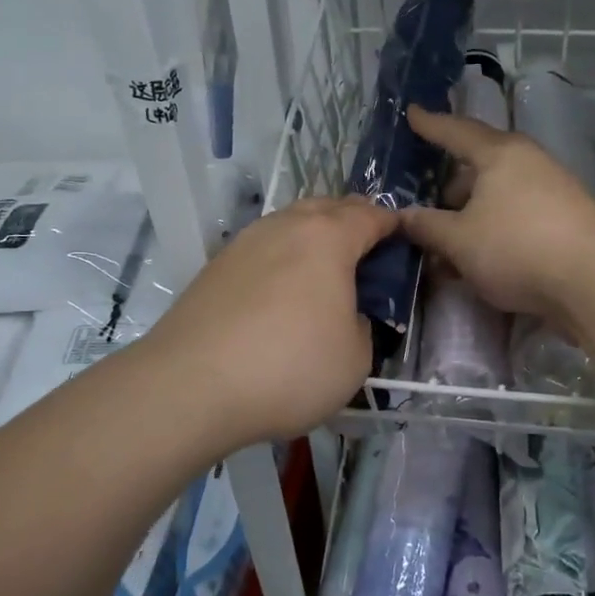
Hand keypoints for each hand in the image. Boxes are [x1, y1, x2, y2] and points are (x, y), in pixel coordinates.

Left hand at [140, 198, 398, 449]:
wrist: (189, 387)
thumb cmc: (289, 368)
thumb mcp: (356, 358)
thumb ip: (361, 324)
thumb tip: (344, 314)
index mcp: (328, 237)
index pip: (371, 216)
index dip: (393, 225)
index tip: (404, 240)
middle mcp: (285, 226)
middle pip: (328, 208)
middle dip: (352, 222)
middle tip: (366, 254)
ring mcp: (244, 242)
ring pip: (290, 224)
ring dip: (313, 238)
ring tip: (323, 274)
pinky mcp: (215, 266)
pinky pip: (263, 249)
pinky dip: (282, 259)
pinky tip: (282, 293)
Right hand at [398, 105, 594, 327]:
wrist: (594, 280)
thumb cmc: (516, 247)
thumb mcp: (459, 240)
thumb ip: (426, 227)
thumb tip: (401, 217)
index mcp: (500, 154)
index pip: (456, 131)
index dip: (430, 125)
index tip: (412, 113)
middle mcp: (528, 163)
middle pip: (480, 167)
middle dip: (452, 186)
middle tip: (429, 204)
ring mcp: (552, 191)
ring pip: (499, 197)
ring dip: (472, 217)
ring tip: (449, 245)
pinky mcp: (566, 221)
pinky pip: (517, 217)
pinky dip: (494, 231)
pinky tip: (480, 261)